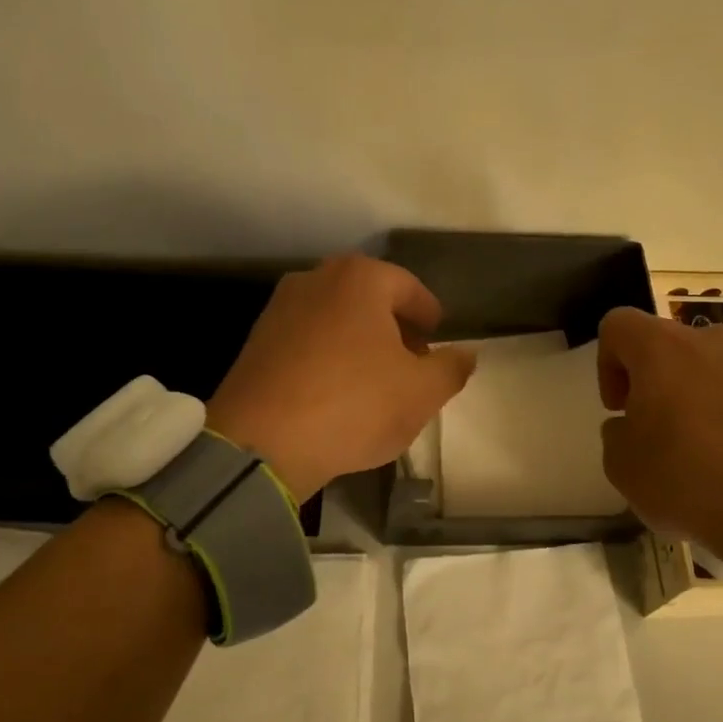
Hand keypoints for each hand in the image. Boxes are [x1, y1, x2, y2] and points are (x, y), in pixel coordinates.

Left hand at [207, 256, 476, 497]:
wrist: (261, 442)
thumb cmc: (354, 405)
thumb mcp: (422, 393)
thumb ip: (452, 368)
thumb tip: (466, 354)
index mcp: (360, 279)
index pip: (410, 289)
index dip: (430, 316)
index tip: (438, 341)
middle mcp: (316, 279)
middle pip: (370, 300)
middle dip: (395, 329)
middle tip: (412, 363)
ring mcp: (280, 308)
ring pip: (336, 320)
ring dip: (360, 343)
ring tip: (375, 382)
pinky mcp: (256, 342)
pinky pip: (307, 342)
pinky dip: (328, 358)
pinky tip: (335, 393)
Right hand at [597, 307, 722, 571]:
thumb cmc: (687, 477)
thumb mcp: (621, 466)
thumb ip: (616, 434)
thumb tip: (631, 425)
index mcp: (660, 347)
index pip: (617, 325)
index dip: (607, 364)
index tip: (619, 409)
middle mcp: (709, 340)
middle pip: (666, 346)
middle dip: (653, 382)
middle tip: (653, 429)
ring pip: (707, 368)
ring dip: (693, 396)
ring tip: (696, 448)